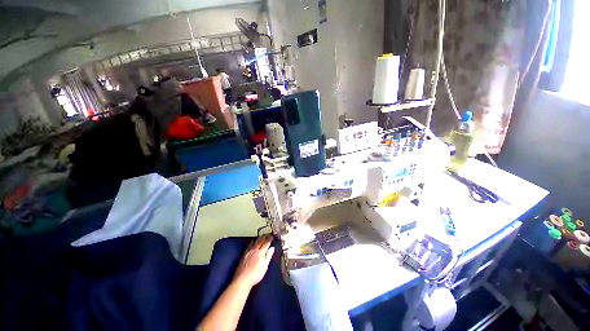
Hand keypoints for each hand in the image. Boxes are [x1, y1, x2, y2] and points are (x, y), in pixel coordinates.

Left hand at [233, 235, 274, 287]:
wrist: (242, 280)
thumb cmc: (255, 275)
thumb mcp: (265, 267)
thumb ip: (268, 256)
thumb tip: (272, 248)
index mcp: (260, 253)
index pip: (266, 243)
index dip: (270, 238)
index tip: (272, 236)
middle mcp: (254, 250)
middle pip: (260, 240)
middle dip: (265, 236)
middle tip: (268, 234)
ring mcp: (248, 252)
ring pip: (254, 241)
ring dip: (259, 238)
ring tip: (262, 235)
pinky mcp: (244, 254)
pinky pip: (249, 245)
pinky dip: (252, 241)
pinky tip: (253, 241)